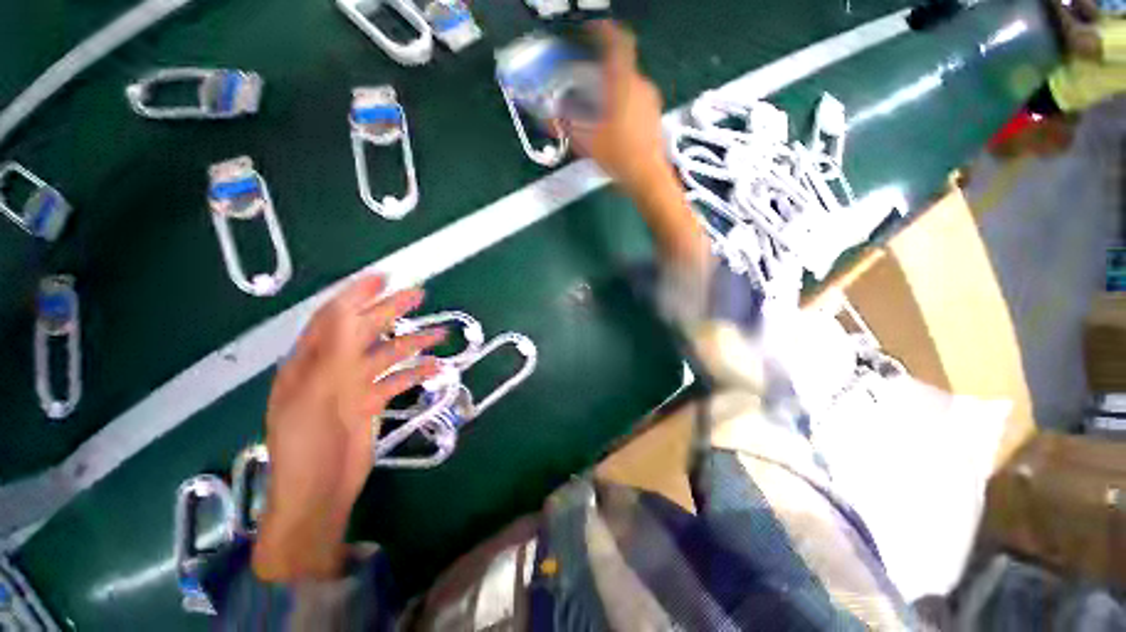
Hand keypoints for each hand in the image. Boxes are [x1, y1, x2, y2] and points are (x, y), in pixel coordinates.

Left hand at [252, 275, 445, 580]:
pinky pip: (396, 380)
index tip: (382, 277)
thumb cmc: (307, 443)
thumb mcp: (314, 392)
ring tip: (438, 333)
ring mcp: (353, 386)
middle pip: (364, 330)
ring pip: (386, 355)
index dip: (356, 295)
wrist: (319, 491)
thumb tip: (345, 309)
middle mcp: (332, 368)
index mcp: (310, 361)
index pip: (332, 317)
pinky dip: (415, 372)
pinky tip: (435, 367)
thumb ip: (331, 350)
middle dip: (390, 311)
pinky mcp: (370, 403)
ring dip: (411, 343)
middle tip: (418, 294)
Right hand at [566, 21, 676, 196]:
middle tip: (587, 80)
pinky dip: (623, 102)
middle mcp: (640, 85)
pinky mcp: (654, 115)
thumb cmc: (618, 156)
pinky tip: (614, 122)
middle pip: (621, 65)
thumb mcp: (586, 142)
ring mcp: (651, 100)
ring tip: (599, 106)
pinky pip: (636, 98)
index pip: (617, 42)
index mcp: (622, 83)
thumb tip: (547, 117)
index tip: (592, 30)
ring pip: (629, 84)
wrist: (648, 177)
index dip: (604, 30)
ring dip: (613, 87)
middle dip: (603, 69)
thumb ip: (566, 126)